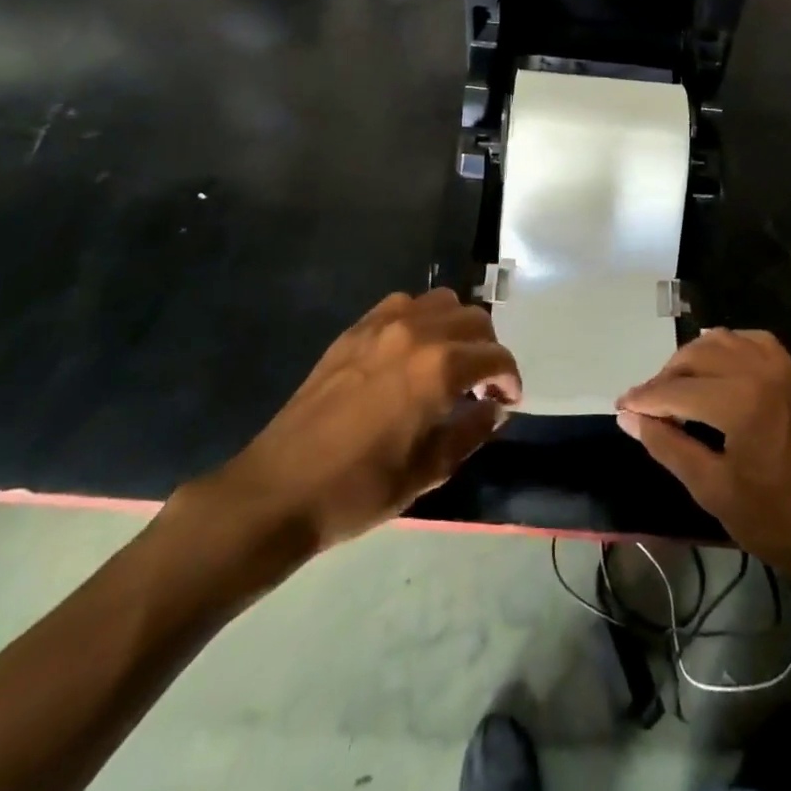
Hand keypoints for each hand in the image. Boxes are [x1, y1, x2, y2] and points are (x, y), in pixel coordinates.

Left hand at [174, 289, 521, 596]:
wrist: (280, 489)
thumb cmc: (360, 488)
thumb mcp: (428, 471)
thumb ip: (471, 432)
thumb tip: (494, 409)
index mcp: (440, 368)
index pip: (495, 357)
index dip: (510, 378)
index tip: (508, 401)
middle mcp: (416, 332)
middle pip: (474, 319)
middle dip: (488, 350)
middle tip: (482, 385)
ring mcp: (381, 325)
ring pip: (441, 301)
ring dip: (457, 327)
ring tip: (450, 361)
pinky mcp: (354, 330)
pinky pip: (402, 304)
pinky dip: (421, 318)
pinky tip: (413, 351)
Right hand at [616, 329, 790, 586]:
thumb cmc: (777, 521)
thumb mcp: (712, 488)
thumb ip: (667, 445)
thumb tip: (628, 417)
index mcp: (740, 399)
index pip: (676, 389)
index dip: (644, 399)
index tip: (620, 408)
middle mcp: (761, 370)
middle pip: (697, 355)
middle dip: (665, 377)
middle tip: (646, 406)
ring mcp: (784, 368)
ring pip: (724, 341)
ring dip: (694, 359)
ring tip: (676, 388)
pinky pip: (754, 343)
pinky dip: (728, 348)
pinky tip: (717, 369)